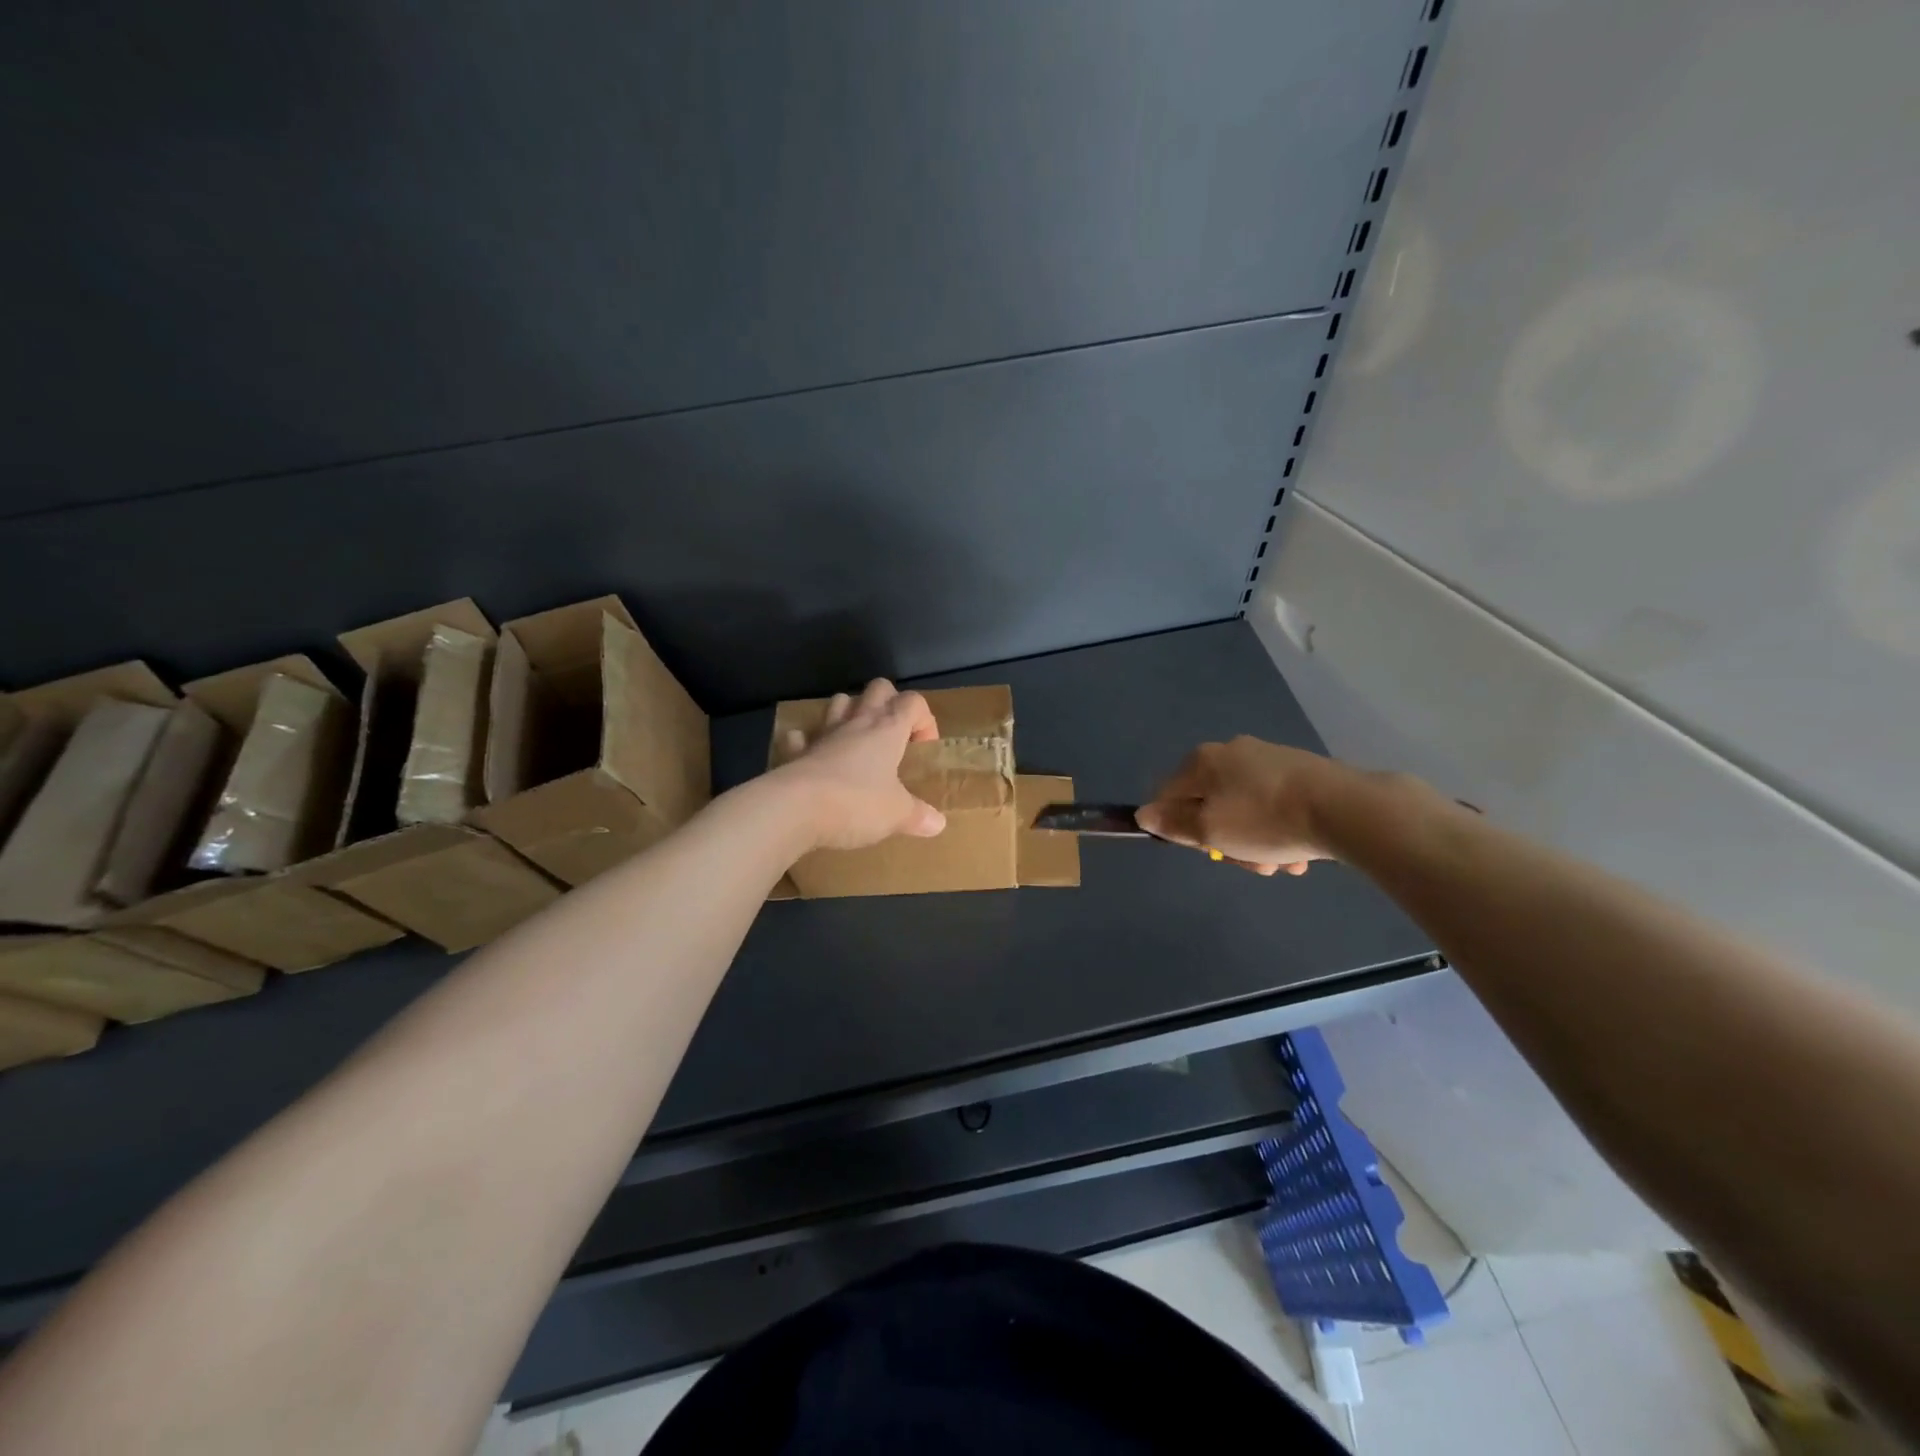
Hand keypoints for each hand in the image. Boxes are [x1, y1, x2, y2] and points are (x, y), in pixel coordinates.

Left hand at [769, 679, 947, 849]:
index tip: (923, 749)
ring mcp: (823, 734)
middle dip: (890, 703)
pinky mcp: (796, 752)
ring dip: (851, 713)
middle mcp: (856, 723)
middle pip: (878, 688)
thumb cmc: (856, 803)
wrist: (793, 809)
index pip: (913, 702)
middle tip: (894, 736)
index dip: (924, 720)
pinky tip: (815, 758)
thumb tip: (938, 823)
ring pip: (840, 702)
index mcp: (887, 730)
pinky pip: (802, 737)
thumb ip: (918, 816)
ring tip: (858, 741)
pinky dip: (809, 742)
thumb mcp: (897, 814)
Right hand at [1137, 736, 1346, 876]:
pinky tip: (1300, 853)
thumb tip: (1144, 814)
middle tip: (1249, 864)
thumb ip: (1173, 823)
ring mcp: (1269, 758)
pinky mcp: (1301, 771)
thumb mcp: (1210, 830)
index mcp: (1203, 760)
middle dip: (1228, 841)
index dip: (1181, 829)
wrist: (1344, 808)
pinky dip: (1280, 831)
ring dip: (1257, 843)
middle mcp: (1232, 752)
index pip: (1169, 796)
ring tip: (1281, 865)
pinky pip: (1275, 806)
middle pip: (1210, 806)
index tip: (1208, 852)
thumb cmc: (1265, 820)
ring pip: (1246, 810)